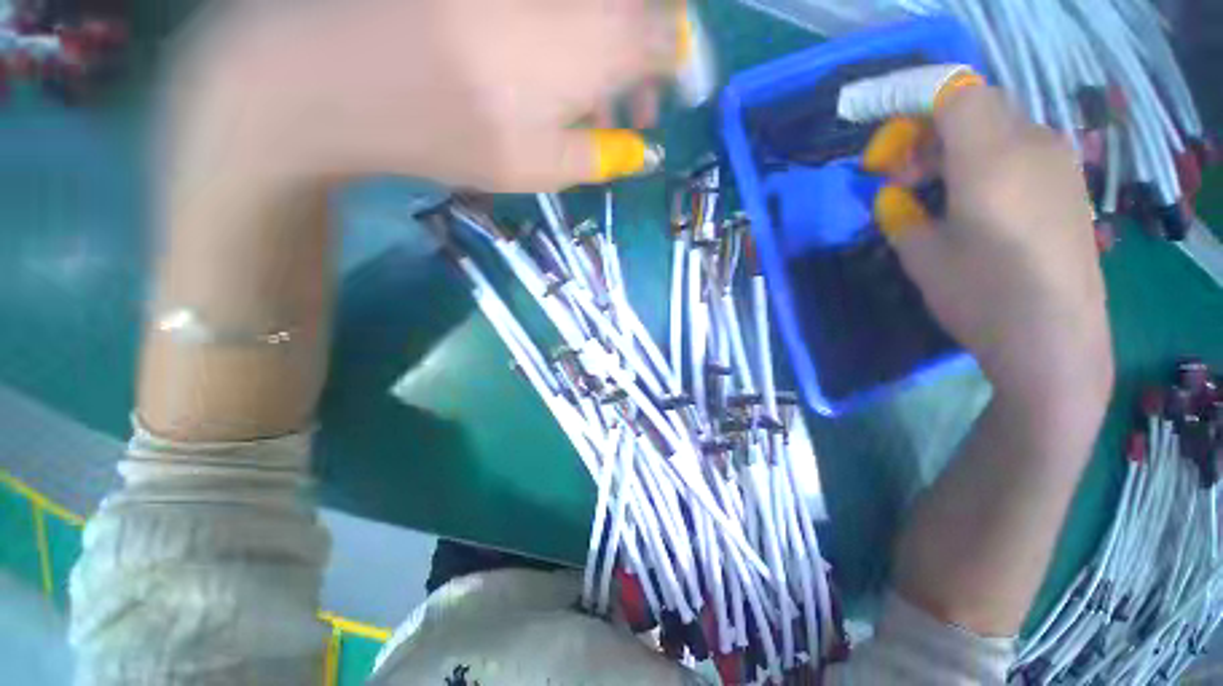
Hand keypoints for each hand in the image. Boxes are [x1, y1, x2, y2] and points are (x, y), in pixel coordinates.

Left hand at [169, 0, 675, 194]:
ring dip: (609, 56)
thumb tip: (640, 150)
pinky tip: (550, 74)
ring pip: (600, 14)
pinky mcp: (507, 3)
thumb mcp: (547, 165)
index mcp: (603, 40)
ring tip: (590, 107)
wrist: (349, 73)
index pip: (671, 40)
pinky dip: (572, 40)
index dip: (683, 69)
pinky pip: (562, 14)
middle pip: (639, 18)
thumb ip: (603, 155)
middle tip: (632, 113)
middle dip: (645, 66)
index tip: (676, 98)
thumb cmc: (461, 131)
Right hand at [882, 88, 1112, 411]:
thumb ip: (900, 213)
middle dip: (932, 132)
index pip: (954, 96)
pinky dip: (989, 159)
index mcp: (991, 158)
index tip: (886, 156)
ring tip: (938, 193)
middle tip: (906, 179)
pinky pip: (1023, 148)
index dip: (912, 112)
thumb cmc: (981, 296)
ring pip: (1001, 125)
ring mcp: (1060, 163)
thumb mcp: (921, 256)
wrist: (1055, 341)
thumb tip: (894, 195)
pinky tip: (976, 202)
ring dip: (960, 147)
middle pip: (978, 106)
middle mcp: (1033, 145)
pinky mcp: (1071, 185)